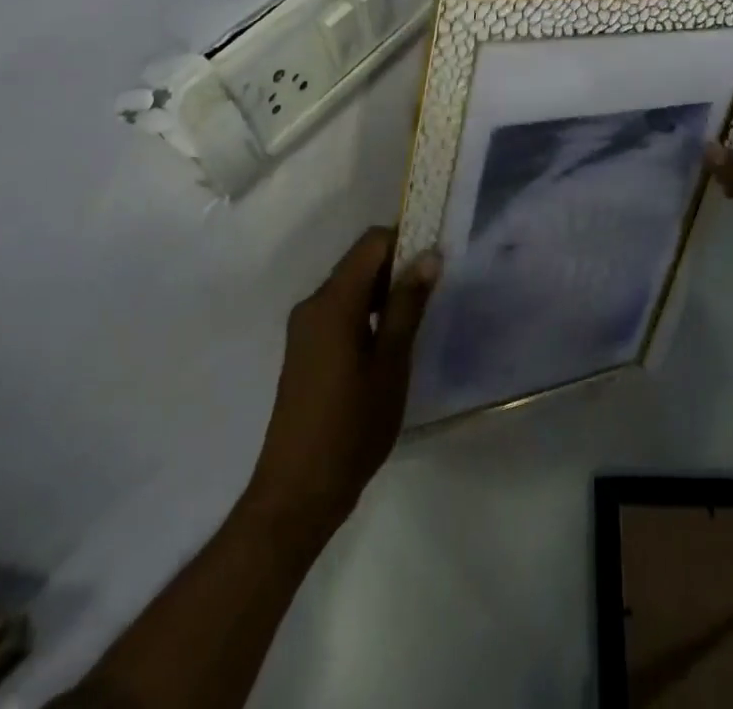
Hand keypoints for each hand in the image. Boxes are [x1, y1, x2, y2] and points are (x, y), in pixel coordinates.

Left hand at [244, 227, 439, 538]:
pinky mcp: (305, 349)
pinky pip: (340, 310)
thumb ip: (408, 305)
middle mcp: (313, 304)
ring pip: (350, 286)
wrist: (297, 493)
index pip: (371, 243)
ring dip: (383, 289)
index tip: (436, 256)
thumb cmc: (351, 426)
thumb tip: (428, 255)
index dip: (405, 239)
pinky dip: (367, 310)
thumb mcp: (391, 364)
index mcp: (333, 302)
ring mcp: (305, 328)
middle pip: (359, 262)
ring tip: (418, 312)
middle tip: (434, 287)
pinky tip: (390, 338)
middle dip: (397, 264)